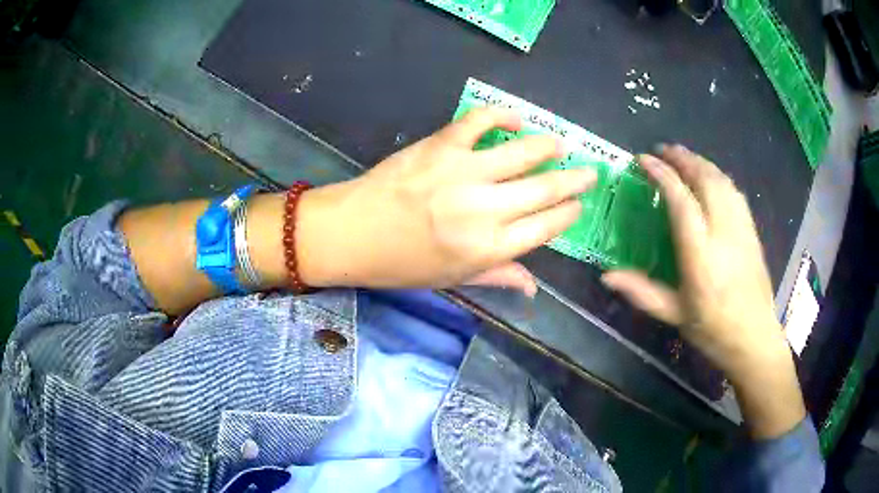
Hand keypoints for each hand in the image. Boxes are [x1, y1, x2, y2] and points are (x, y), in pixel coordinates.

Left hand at [295, 108, 596, 294]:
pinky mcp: (441, 146)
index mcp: (489, 248)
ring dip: (550, 146)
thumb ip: (497, 276)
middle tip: (589, 173)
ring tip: (562, 144)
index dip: (567, 214)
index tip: (578, 206)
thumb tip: (534, 288)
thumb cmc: (400, 264)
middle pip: (545, 189)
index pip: (545, 227)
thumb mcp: (451, 280)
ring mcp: (464, 173)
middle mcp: (485, 210)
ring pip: (524, 153)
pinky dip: (503, 116)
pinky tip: (516, 120)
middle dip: (574, 180)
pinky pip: (481, 121)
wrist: (351, 233)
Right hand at [601, 145, 804, 438]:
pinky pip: (734, 191)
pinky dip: (718, 176)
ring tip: (683, 156)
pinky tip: (710, 177)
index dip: (661, 174)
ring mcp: (741, 228)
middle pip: (705, 180)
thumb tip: (606, 276)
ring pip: (722, 181)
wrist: (754, 337)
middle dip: (682, 158)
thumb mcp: (674, 313)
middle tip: (662, 149)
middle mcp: (723, 233)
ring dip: (701, 162)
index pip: (681, 200)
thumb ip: (641, 291)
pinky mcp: (752, 230)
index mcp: (701, 254)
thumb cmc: (712, 329)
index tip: (644, 160)